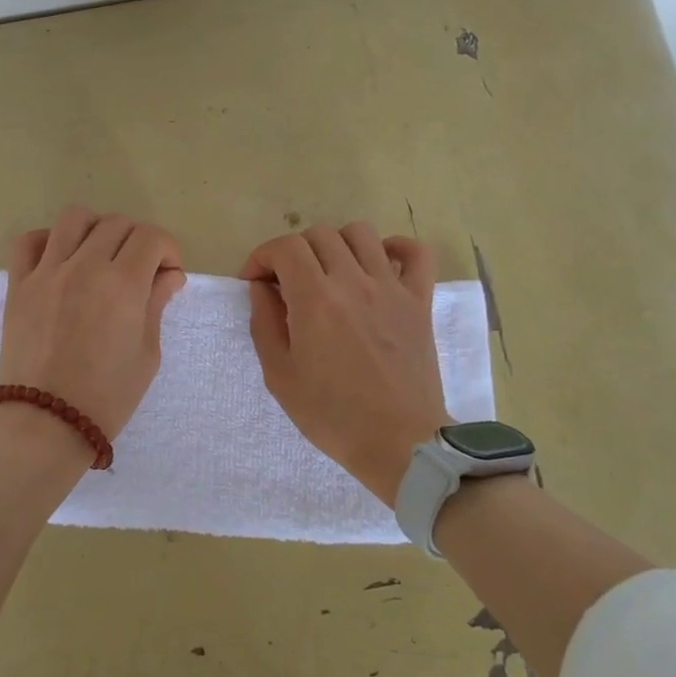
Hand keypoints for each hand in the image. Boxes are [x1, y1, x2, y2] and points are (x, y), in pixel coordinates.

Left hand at [0, 207, 186, 445]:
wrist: (48, 423)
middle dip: (137, 240)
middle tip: (138, 270)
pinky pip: (28, 241)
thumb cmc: (108, 396)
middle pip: (117, 224)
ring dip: (95, 229)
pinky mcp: (18, 285)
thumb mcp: (147, 353)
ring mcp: (47, 272)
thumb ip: (156, 304)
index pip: (151, 237)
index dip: (167, 249)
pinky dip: (47, 240)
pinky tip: (59, 259)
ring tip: (99, 254)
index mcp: (122, 284)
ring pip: (74, 219)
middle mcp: (84, 266)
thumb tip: (169, 275)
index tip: (167, 273)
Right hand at [243, 223, 445, 506]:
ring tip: (329, 273)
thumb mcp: (279, 376)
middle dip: (293, 252)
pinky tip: (379, 265)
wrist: (399, 443)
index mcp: (315, 300)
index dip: (262, 257)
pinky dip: (396, 247)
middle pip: (318, 235)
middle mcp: (353, 282)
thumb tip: (262, 288)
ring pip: (361, 233)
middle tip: (287, 283)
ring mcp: (392, 288)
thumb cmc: (332, 415)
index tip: (256, 282)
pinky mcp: (420, 301)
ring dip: (336, 245)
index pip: (284, 247)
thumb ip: (264, 323)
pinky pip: (416, 253)